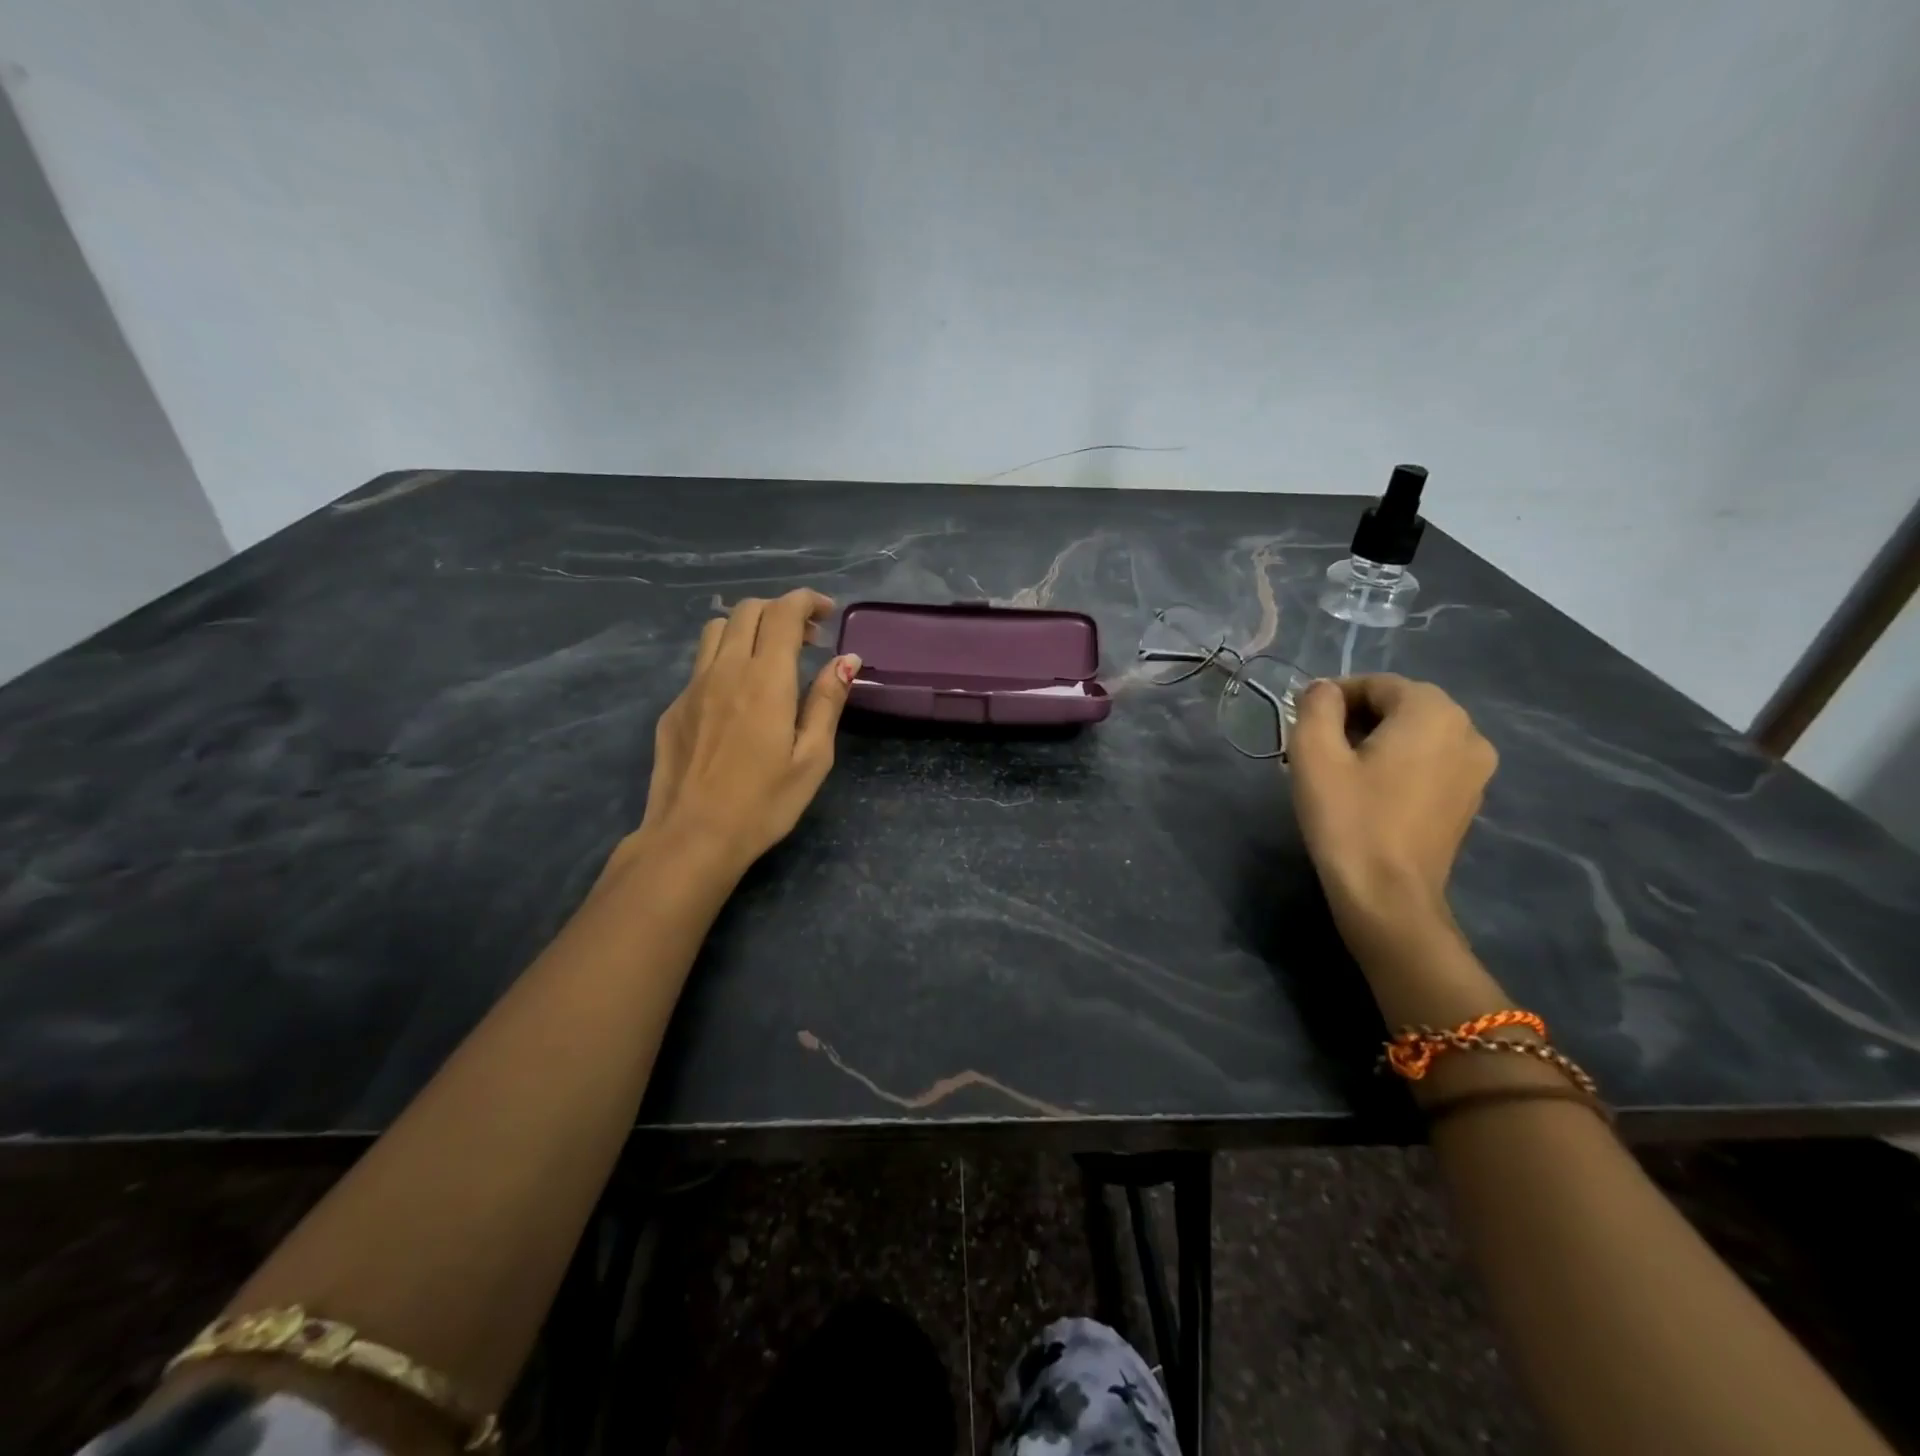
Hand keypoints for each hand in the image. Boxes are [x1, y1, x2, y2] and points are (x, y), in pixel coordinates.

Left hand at [634, 590, 859, 876]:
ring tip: (769, 657)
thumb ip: (827, 701)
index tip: (826, 612)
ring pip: (716, 630)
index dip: (807, 601)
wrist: (691, 837)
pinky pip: (701, 664)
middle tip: (806, 639)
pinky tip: (738, 697)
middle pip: (747, 610)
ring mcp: (692, 686)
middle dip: (780, 610)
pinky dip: (726, 659)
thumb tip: (847, 659)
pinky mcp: (674, 707)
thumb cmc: (763, 803)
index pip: (784, 612)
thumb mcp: (812, 757)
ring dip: (748, 628)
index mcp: (765, 679)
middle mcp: (725, 670)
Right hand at [1287, 675, 1496, 948]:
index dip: (1334, 697)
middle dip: (1355, 718)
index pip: (1377, 684)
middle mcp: (1468, 731)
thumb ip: (1316, 705)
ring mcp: (1476, 768)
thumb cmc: (1348, 818)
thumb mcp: (1314, 753)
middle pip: (1400, 706)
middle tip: (1316, 748)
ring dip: (1376, 741)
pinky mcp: (1469, 799)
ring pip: (1415, 735)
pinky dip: (1398, 764)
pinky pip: (1429, 762)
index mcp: (1433, 712)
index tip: (1303, 723)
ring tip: (1339, 771)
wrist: (1387, 895)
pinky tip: (1368, 792)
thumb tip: (1323, 689)